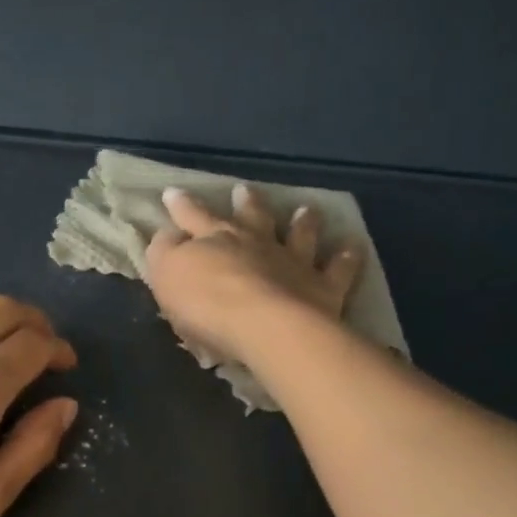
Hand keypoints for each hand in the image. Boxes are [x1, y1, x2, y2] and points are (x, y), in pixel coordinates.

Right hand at [143, 184, 361, 362]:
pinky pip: (338, 269)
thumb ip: (165, 253)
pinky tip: (352, 247)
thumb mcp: (168, 276)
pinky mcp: (323, 287)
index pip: (193, 217)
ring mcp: (294, 262)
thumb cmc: (209, 305)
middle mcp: (257, 243)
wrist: (266, 326)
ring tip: (306, 210)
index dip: (181, 206)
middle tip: (245, 189)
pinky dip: (345, 258)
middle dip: (246, 203)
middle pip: (251, 217)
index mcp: (216, 240)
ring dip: (302, 222)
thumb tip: (166, 235)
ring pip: (299, 234)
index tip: (173, 192)